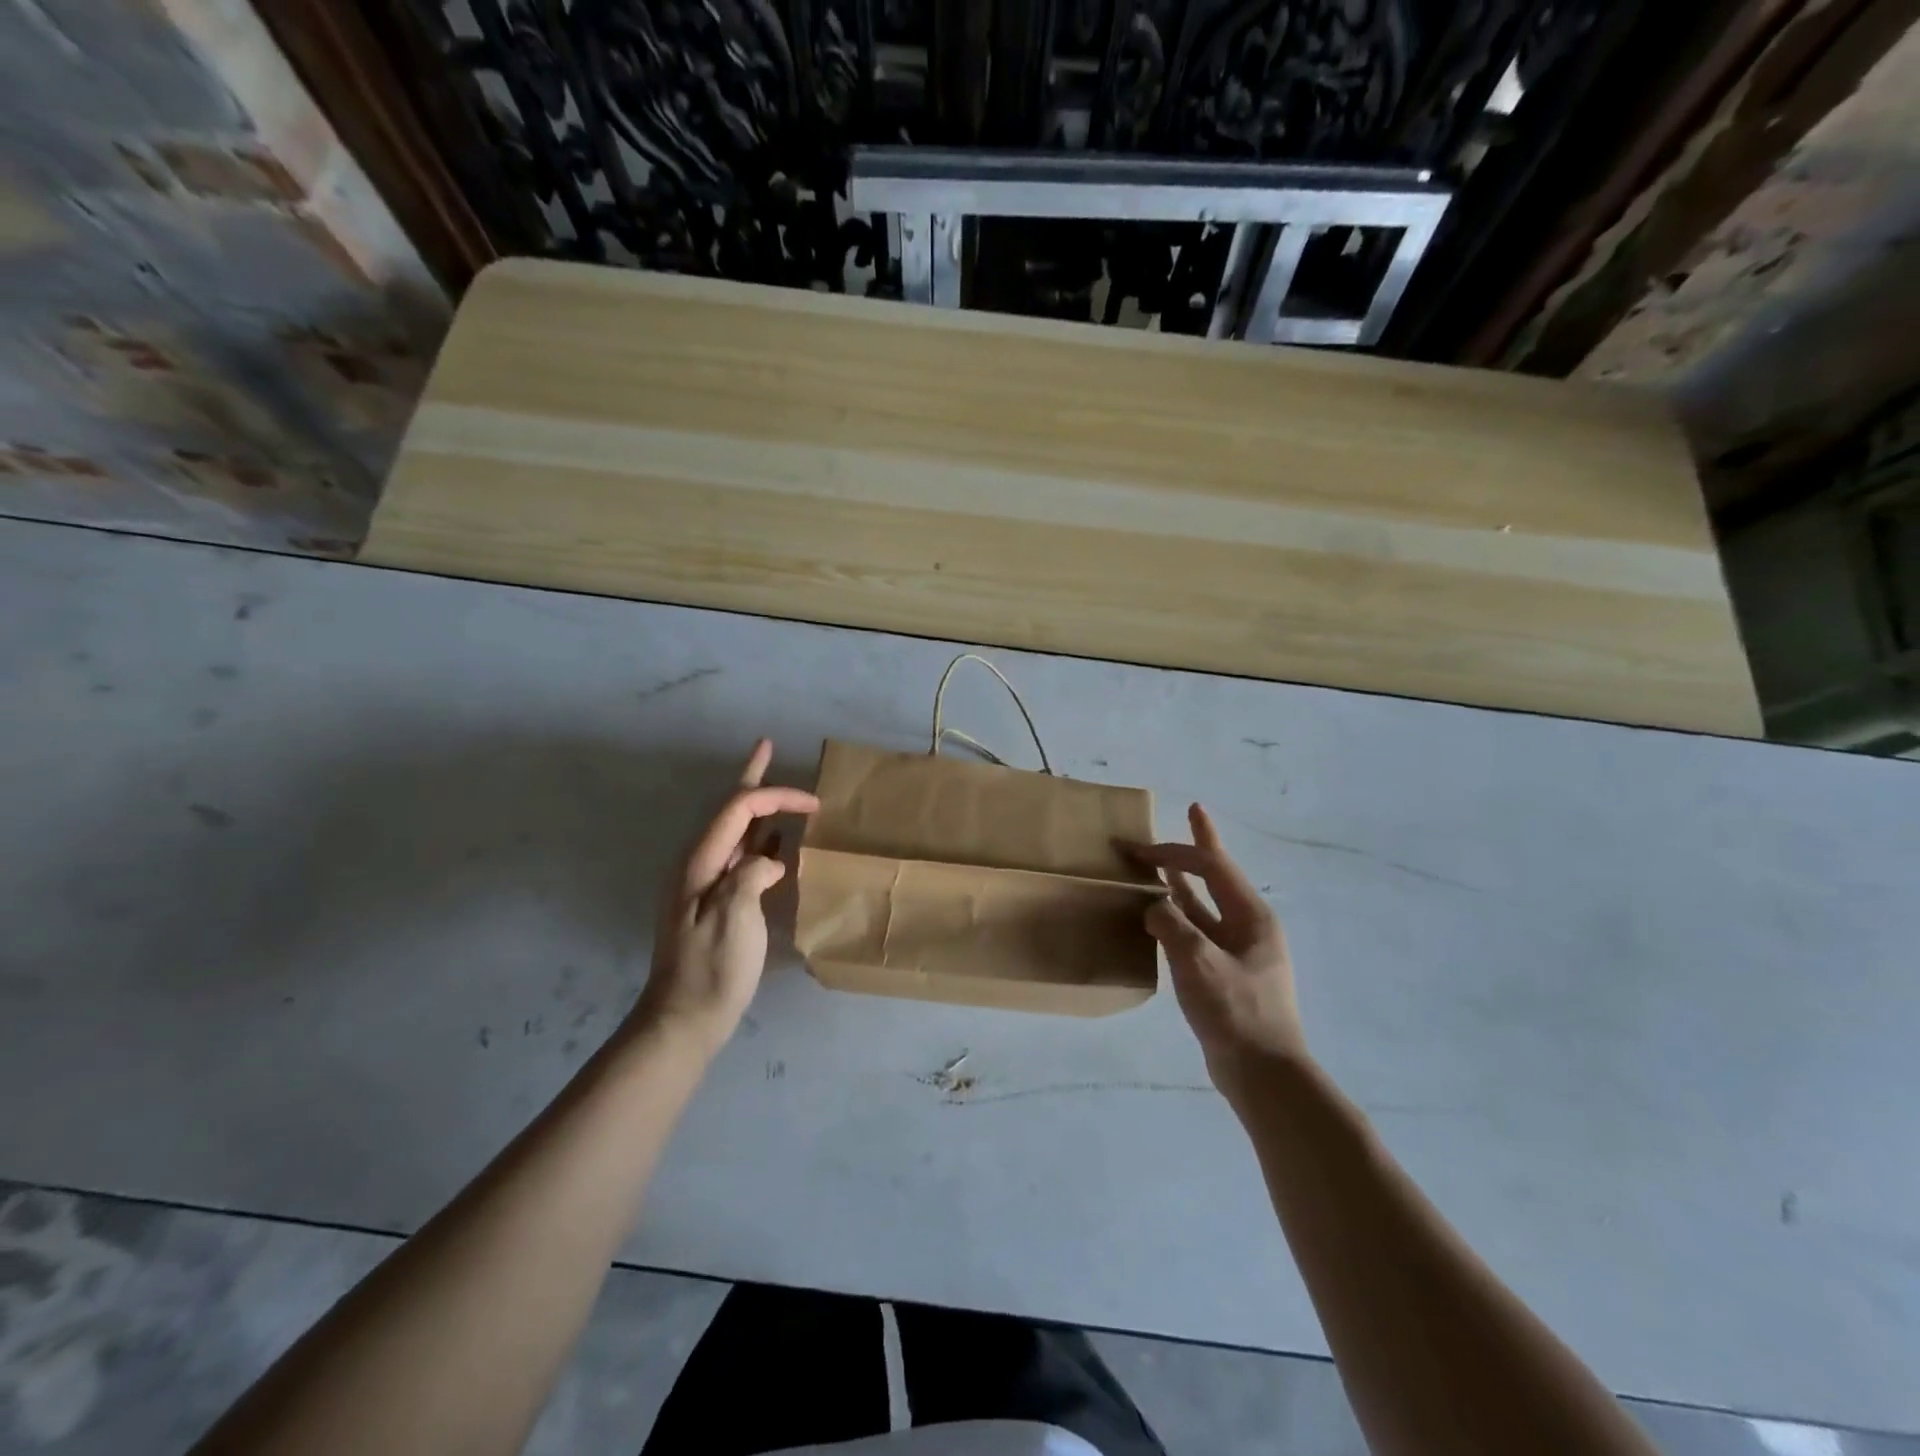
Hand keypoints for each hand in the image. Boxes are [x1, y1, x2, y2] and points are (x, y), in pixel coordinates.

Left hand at [631, 739, 818, 1055]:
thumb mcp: (732, 919)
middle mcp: (701, 864)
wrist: (685, 1018)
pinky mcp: (718, 903)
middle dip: (752, 778)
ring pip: (737, 833)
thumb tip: (769, 861)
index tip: (815, 805)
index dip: (775, 796)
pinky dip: (763, 842)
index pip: (739, 809)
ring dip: (759, 808)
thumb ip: (750, 876)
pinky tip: (779, 843)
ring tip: (776, 788)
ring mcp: (707, 884)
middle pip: (730, 810)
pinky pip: (743, 859)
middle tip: (766, 745)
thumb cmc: (711, 969)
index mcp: (700, 862)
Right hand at [1125, 804, 1306, 1097]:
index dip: (1177, 849)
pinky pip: (1199, 931)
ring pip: (1206, 904)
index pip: (1212, 866)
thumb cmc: (1236, 1012)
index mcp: (1252, 916)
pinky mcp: (1226, 974)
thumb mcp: (1198, 962)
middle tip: (1193, 812)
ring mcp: (1239, 951)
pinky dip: (1179, 916)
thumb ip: (1171, 925)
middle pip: (1217, 875)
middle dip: (1198, 847)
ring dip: (1184, 882)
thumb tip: (1153, 907)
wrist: (1264, 1075)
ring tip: (1162, 864)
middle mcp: (1249, 926)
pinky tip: (1160, 917)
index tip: (1140, 846)